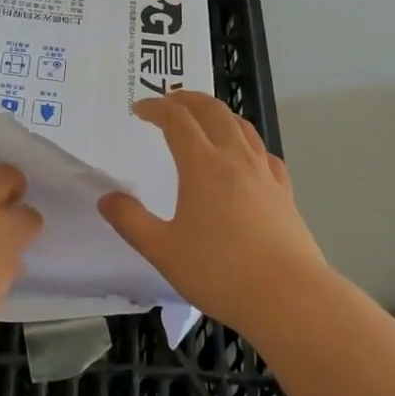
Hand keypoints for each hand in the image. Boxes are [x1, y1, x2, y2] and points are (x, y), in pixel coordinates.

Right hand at [98, 92, 327, 334]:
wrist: (288, 296)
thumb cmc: (220, 272)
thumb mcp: (163, 250)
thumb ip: (131, 221)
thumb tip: (106, 198)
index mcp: (202, 165)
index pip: (176, 119)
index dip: (156, 108)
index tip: (139, 109)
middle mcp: (234, 158)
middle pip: (212, 111)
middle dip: (188, 99)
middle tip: (169, 101)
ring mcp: (264, 172)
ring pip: (241, 126)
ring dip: (218, 113)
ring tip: (204, 118)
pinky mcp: (284, 191)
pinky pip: (264, 152)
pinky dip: (247, 142)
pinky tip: (246, 156)